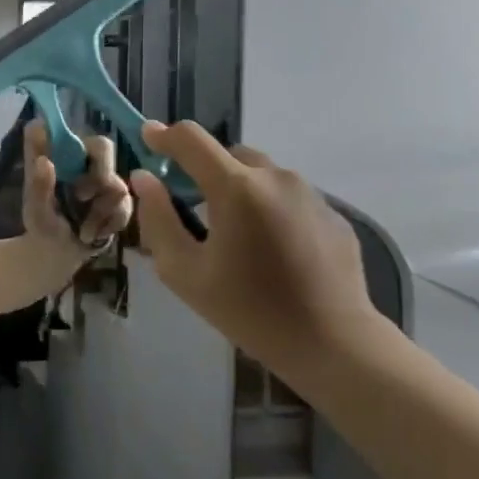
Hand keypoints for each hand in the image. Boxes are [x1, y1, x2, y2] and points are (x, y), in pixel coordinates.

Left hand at [20, 122, 133, 252]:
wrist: (62, 253)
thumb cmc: (42, 225)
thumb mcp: (35, 212)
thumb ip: (38, 188)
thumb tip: (44, 161)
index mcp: (54, 153)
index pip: (58, 126)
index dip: (63, 133)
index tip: (62, 158)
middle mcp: (80, 156)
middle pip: (103, 145)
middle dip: (98, 175)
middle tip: (81, 197)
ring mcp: (103, 173)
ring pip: (116, 181)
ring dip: (100, 211)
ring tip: (83, 230)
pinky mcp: (121, 195)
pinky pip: (126, 204)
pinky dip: (110, 223)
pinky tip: (95, 233)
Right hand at [129, 121, 374, 371]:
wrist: (333, 343)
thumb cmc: (248, 309)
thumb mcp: (184, 271)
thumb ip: (158, 218)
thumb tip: (145, 179)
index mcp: (236, 188)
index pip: (191, 140)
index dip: (164, 135)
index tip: (147, 138)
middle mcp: (276, 177)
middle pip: (227, 155)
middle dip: (203, 170)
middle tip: (189, 205)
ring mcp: (310, 194)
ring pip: (260, 175)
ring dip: (238, 189)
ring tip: (233, 233)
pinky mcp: (333, 215)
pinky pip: (288, 198)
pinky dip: (268, 209)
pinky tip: (269, 250)